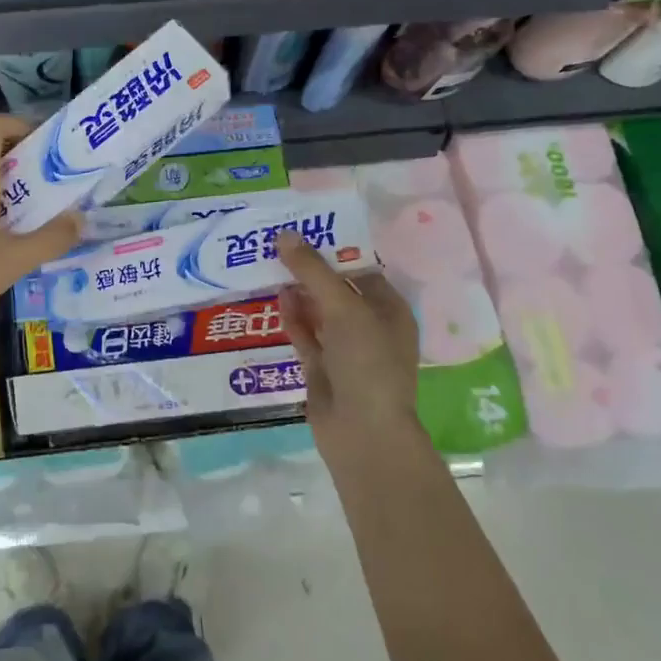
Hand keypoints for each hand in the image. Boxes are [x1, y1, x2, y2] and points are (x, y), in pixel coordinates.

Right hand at [276, 232, 420, 450]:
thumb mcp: (343, 308)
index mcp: (389, 309)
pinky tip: (277, 298)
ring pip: (318, 312)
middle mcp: (369, 327)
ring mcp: (345, 350)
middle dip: (310, 269)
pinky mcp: (322, 368)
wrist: (363, 433)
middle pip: (336, 289)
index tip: (303, 228)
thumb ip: (312, 270)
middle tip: (278, 243)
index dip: (333, 248)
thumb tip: (284, 234)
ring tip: (270, 264)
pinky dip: (292, 318)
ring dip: (298, 292)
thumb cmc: (366, 361)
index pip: (360, 269)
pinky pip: (305, 335)